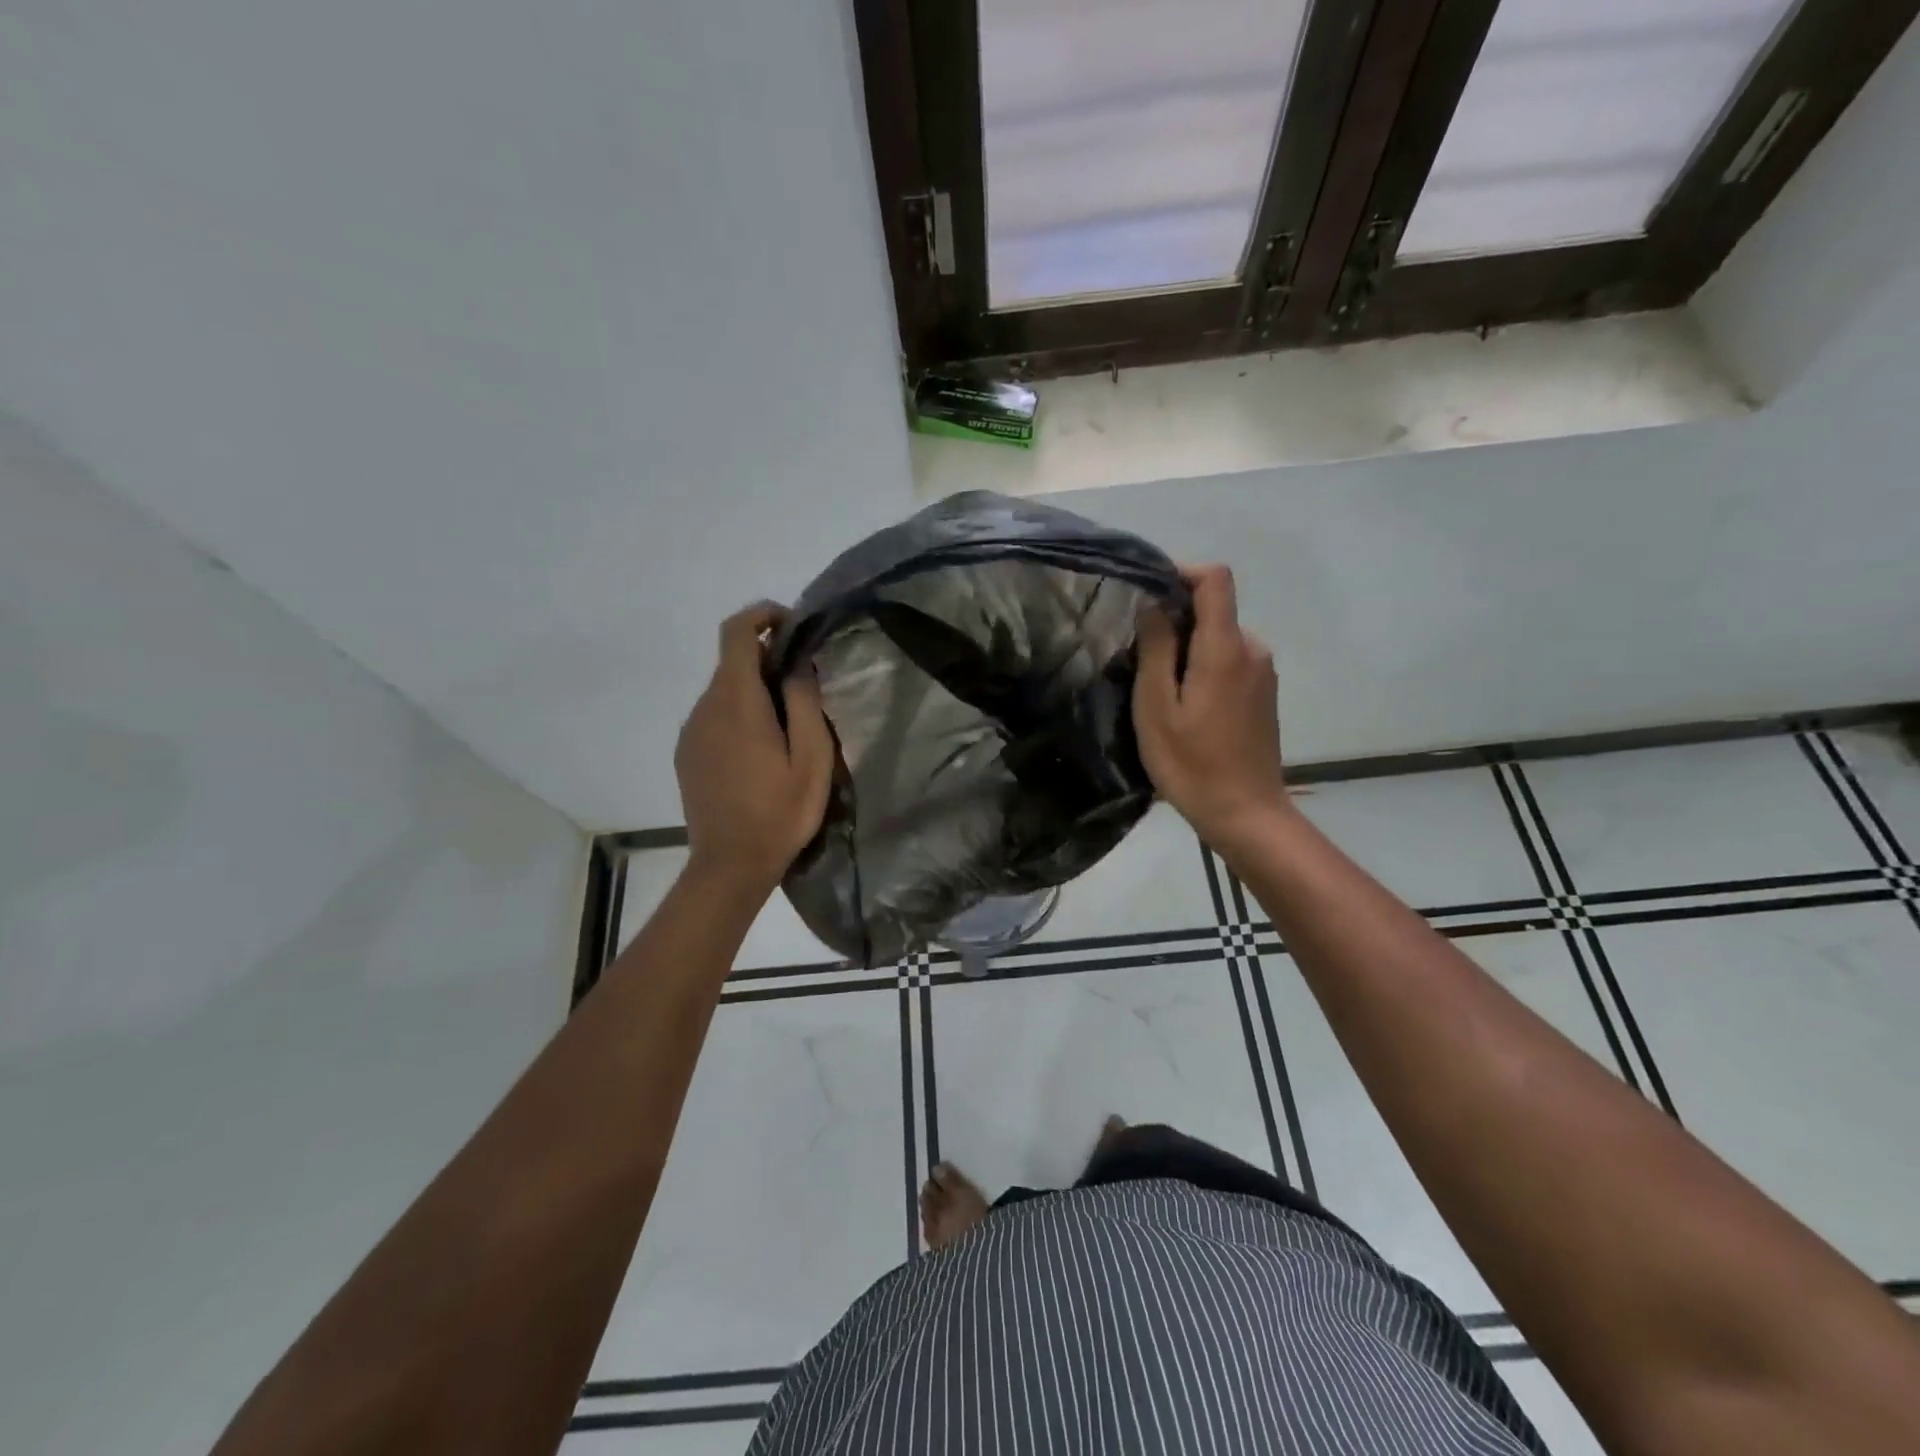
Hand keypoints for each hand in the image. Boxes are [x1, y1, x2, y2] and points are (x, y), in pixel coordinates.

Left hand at [676, 603, 835, 894]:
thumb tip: (796, 664)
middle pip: (731, 662)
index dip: (761, 615)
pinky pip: (714, 716)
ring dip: (754, 690)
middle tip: (805, 686)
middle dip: (767, 658)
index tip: (792, 625)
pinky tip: (761, 751)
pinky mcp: (686, 753)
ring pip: (723, 691)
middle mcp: (705, 708)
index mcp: (736, 703)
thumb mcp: (811, 759)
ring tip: (788, 725)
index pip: (736, 633)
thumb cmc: (779, 813)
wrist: (729, 867)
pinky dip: (739, 714)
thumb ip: (805, 703)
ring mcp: (691, 732)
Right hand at [1134, 564, 1289, 852]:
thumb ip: (1157, 648)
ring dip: (1186, 650)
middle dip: (1174, 623)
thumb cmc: (1192, 763)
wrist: (1245, 813)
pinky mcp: (1264, 695)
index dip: (1181, 572)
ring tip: (1157, 691)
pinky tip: (1184, 707)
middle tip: (1137, 660)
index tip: (1148, 591)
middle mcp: (1253, 650)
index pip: (1215, 579)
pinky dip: (1203, 668)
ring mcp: (1263, 673)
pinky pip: (1230, 662)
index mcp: (1226, 648)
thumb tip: (1154, 604)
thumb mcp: (1157, 707)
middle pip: (1213, 611)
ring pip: (1218, 640)